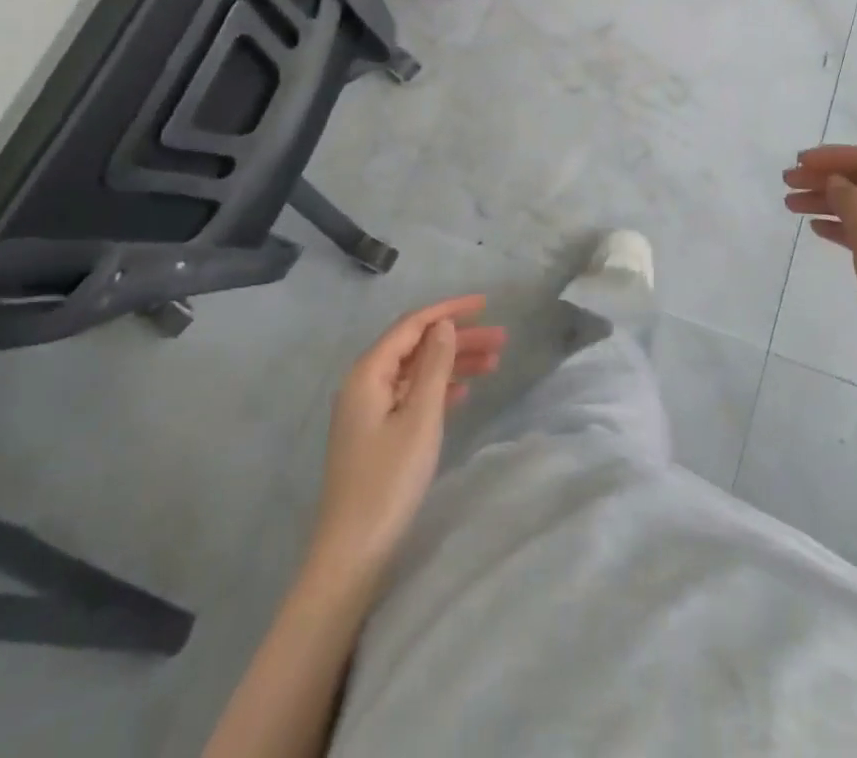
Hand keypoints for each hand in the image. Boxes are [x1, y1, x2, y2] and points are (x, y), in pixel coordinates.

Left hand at [310, 295, 506, 577]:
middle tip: (502, 339)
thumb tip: (444, 324)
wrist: (353, 552)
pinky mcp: (377, 434)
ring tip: (495, 364)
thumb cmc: (388, 480)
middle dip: (458, 339)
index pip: (412, 325)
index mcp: (369, 373)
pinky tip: (465, 393)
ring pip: (417, 372)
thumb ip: (435, 366)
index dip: (449, 310)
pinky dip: (440, 389)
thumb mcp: (420, 418)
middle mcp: (365, 384)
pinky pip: (412, 396)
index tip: (485, 304)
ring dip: (453, 364)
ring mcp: (369, 410)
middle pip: (417, 347)